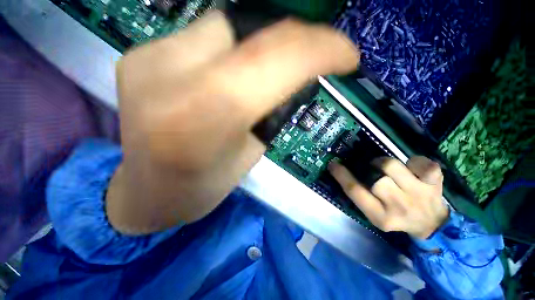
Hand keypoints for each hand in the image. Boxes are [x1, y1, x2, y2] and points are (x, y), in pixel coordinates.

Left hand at [106, 11, 358, 233]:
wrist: (149, 192)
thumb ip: (269, 110)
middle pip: (247, 28)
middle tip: (314, 53)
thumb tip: (293, 74)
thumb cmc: (202, 187)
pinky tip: (229, 70)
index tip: (347, 55)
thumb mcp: (248, 155)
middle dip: (291, 38)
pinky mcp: (138, 55)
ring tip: (270, 67)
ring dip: (258, 43)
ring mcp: (146, 58)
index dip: (319, 48)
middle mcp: (167, 75)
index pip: (273, 59)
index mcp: (203, 117)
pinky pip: (200, 37)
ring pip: (223, 25)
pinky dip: (229, 48)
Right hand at [329, 156, 448, 238]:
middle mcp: (400, 207)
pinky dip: (414, 161)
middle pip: (376, 180)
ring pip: (392, 166)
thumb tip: (344, 171)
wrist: (431, 224)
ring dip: (385, 163)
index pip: (355, 192)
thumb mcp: (374, 213)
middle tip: (373, 170)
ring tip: (388, 169)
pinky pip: (420, 163)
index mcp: (380, 216)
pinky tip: (414, 169)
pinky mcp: (435, 183)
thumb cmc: (395, 216)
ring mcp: (420, 195)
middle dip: (371, 171)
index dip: (342, 175)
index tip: (333, 164)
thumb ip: (360, 195)